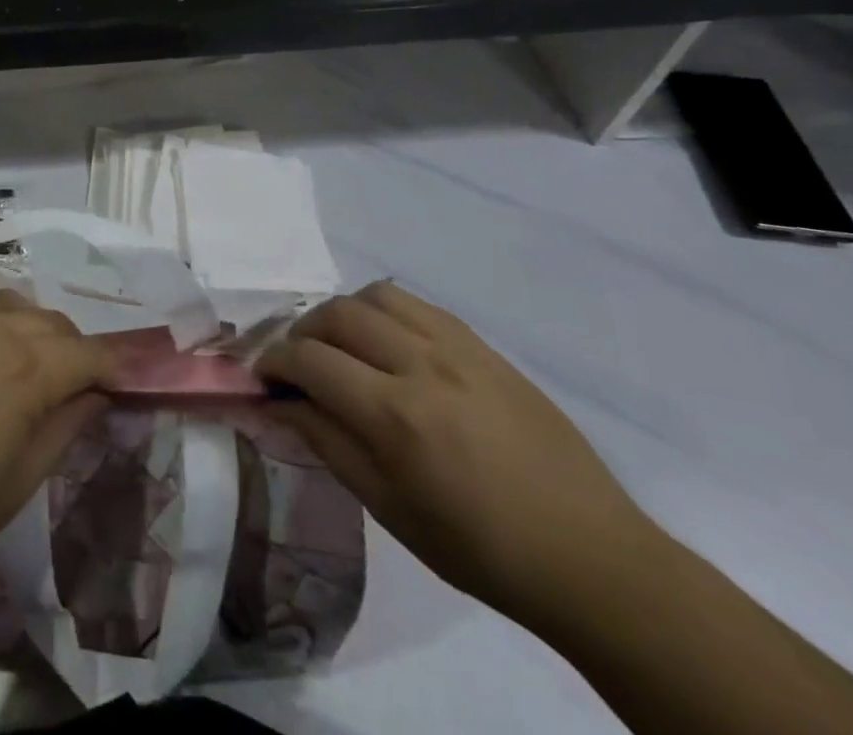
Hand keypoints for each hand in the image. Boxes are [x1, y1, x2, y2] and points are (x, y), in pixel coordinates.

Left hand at [0, 289, 113, 576]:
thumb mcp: (22, 480)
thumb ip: (67, 426)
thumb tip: (95, 393)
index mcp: (27, 371)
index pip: (88, 352)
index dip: (110, 364)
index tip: (118, 378)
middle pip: (50, 322)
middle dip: (67, 348)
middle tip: (62, 381)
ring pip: (7, 304)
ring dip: (23, 328)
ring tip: (12, 363)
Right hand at [260, 281, 661, 633]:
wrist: (589, 557)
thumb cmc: (479, 549)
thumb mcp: (389, 509)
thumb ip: (327, 443)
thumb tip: (280, 403)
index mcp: (395, 415)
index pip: (310, 360)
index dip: (275, 362)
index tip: (263, 376)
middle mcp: (421, 364)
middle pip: (336, 314)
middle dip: (302, 332)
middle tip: (298, 362)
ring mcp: (457, 348)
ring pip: (375, 296)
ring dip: (343, 314)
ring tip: (342, 345)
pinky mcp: (483, 345)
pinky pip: (417, 304)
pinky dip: (385, 312)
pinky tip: (387, 342)